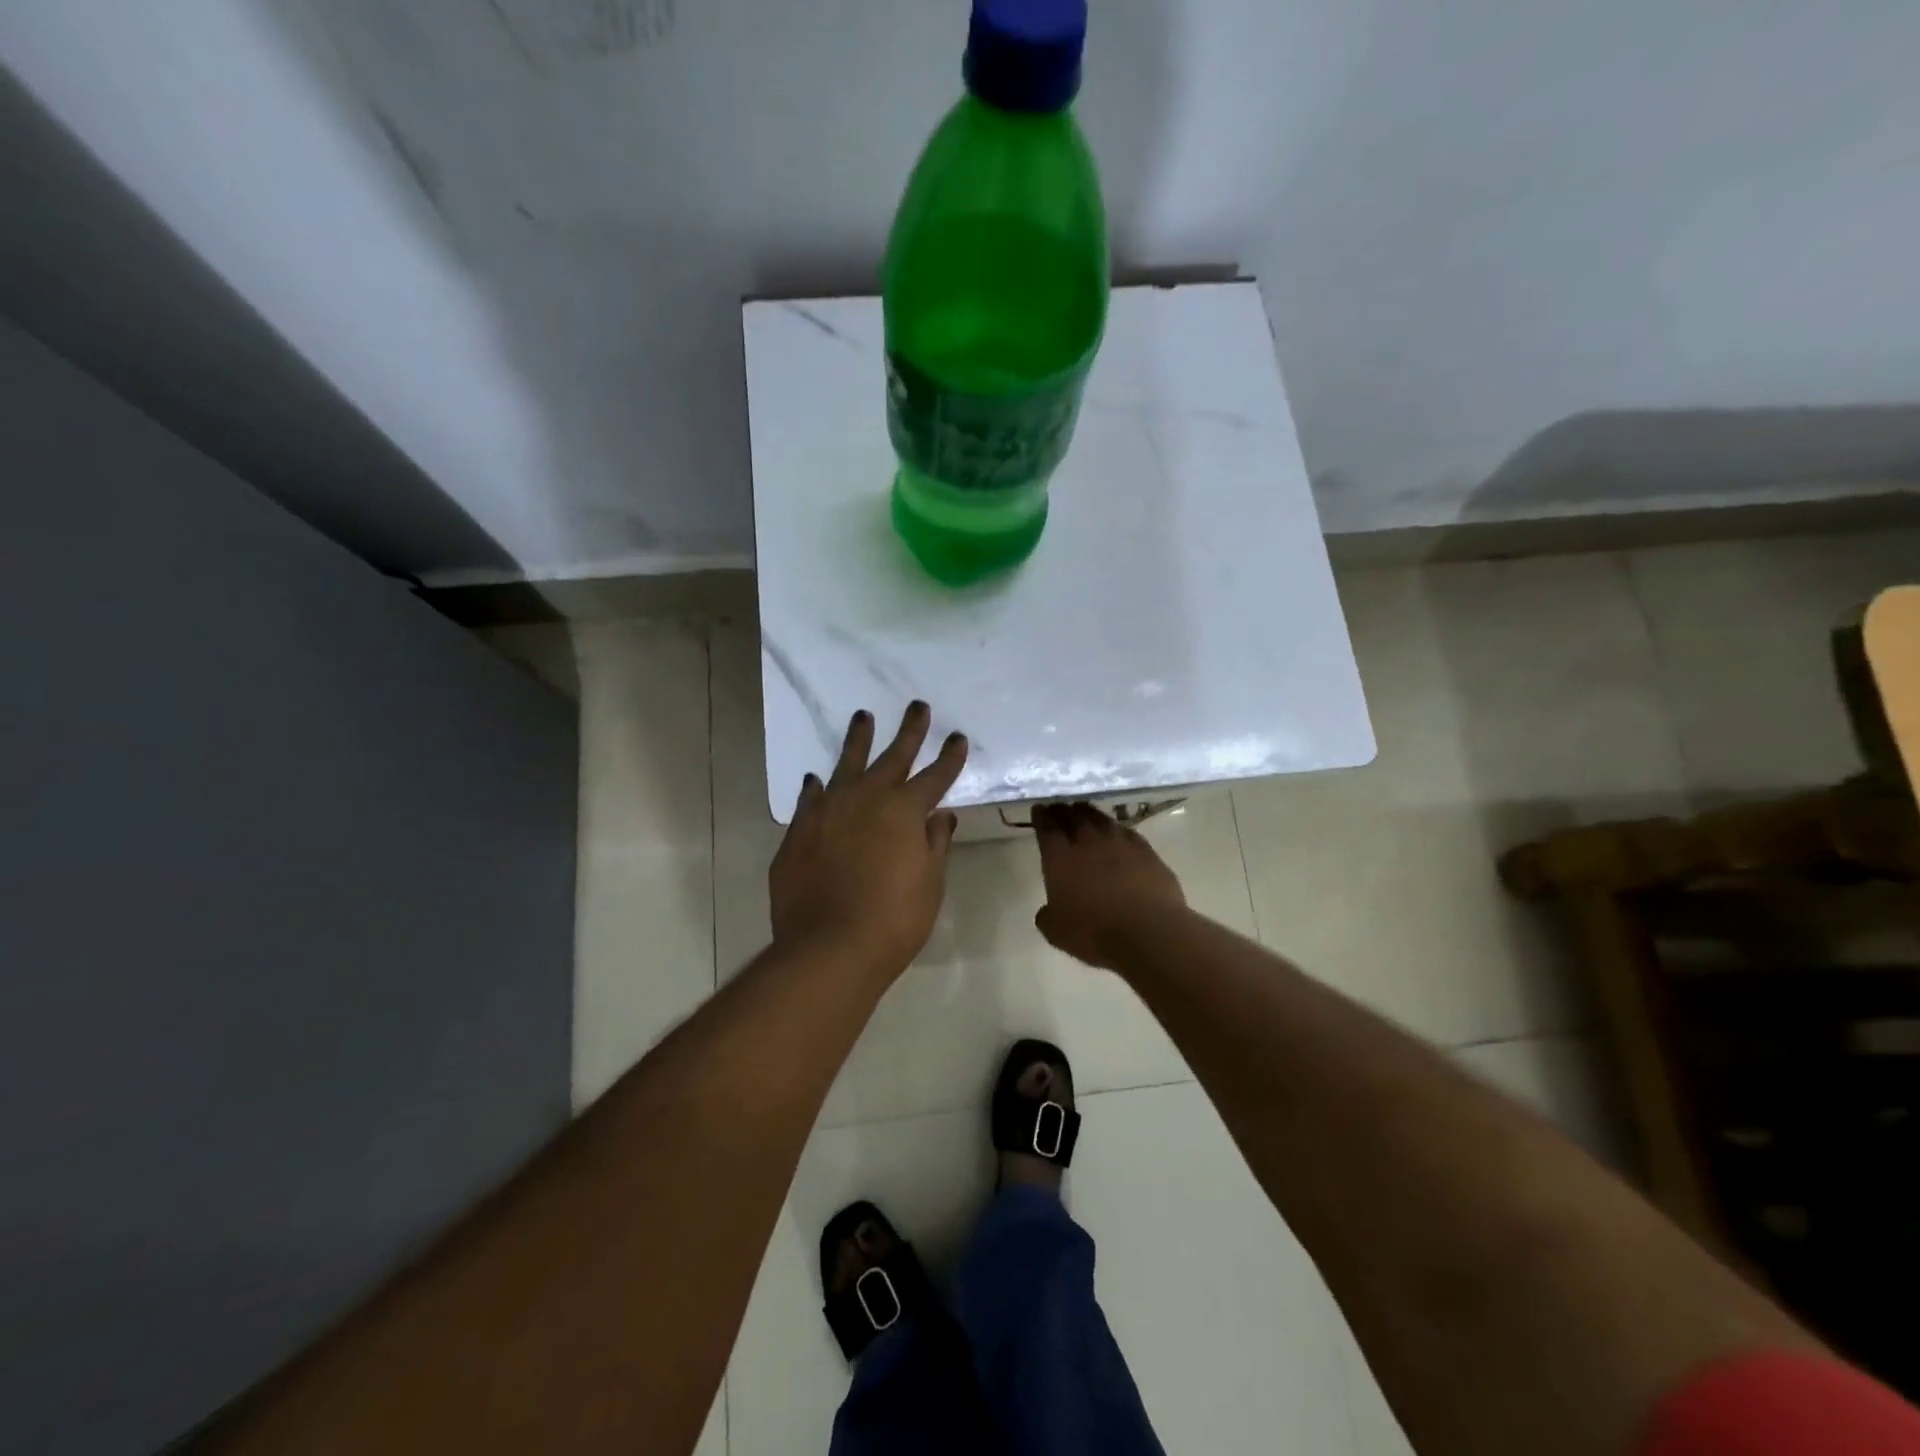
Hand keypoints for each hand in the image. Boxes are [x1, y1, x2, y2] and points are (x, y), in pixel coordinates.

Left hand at [769, 702, 967, 977]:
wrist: (829, 946)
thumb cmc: (893, 920)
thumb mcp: (929, 884)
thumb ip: (934, 844)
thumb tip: (940, 816)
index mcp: (905, 811)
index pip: (935, 776)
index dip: (949, 757)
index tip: (957, 737)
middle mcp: (867, 799)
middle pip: (893, 757)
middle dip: (910, 731)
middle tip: (918, 706)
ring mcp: (829, 811)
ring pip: (846, 764)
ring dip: (858, 740)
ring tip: (863, 716)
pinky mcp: (799, 830)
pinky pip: (811, 799)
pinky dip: (817, 788)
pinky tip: (816, 780)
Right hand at [1032, 803, 1186, 968]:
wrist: (1149, 931)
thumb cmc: (1095, 933)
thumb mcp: (1057, 932)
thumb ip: (1047, 916)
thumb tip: (1047, 911)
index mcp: (1060, 858)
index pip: (1047, 828)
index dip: (1041, 817)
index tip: (1039, 809)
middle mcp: (1088, 842)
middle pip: (1072, 817)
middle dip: (1062, 810)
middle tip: (1058, 807)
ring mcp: (1119, 843)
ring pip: (1100, 818)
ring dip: (1088, 813)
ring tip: (1083, 811)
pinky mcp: (1146, 850)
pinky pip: (1126, 831)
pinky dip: (1116, 828)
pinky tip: (1116, 831)